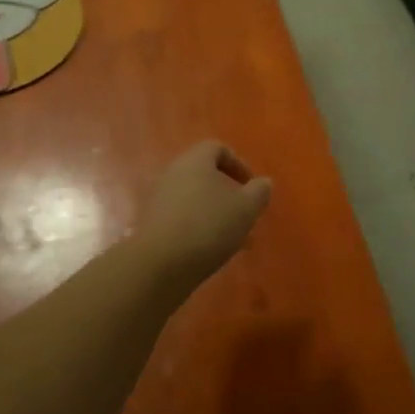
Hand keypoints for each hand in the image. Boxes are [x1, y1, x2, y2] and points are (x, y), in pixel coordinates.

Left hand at [135, 140, 272, 283]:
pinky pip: (181, 219)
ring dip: (214, 214)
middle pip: (204, 175)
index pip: (217, 148)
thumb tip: (263, 182)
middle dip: (228, 194)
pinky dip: (198, 228)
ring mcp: (159, 200)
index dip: (238, 164)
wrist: (159, 265)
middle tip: (244, 214)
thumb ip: (259, 192)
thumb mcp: (246, 208)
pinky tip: (211, 251)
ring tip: (233, 239)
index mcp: (195, 161)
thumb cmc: (208, 226)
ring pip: (194, 200)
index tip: (251, 186)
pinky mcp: (151, 225)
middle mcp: (173, 174)